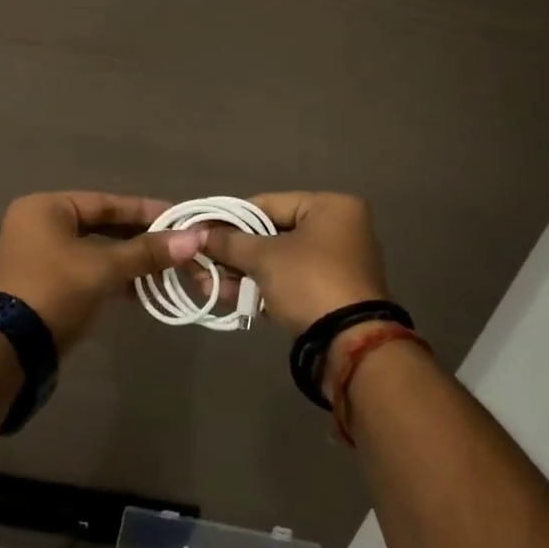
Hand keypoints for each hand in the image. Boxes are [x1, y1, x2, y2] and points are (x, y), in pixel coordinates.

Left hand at [0, 192, 208, 351]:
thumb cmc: (55, 291)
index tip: (180, 217)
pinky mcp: (43, 283)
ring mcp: (38, 255)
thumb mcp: (104, 268)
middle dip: (140, 238)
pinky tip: (141, 289)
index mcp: (46, 208)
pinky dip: (112, 276)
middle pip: (101, 225)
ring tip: (165, 269)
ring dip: (129, 260)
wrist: (9, 349)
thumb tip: (194, 239)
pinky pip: (86, 270)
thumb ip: (147, 252)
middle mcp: (38, 224)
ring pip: (95, 250)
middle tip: (177, 245)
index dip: (145, 211)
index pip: (106, 203)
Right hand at [199, 192, 388, 338]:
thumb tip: (198, 234)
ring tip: (207, 285)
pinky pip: (288, 282)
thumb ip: (229, 242)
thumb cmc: (309, 281)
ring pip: (277, 261)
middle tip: (200, 263)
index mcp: (330, 207)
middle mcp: (338, 229)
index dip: (228, 218)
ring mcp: (336, 264)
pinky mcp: (329, 295)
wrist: (350, 344)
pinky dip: (261, 288)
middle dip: (233, 252)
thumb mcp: (265, 257)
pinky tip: (230, 298)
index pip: (267, 203)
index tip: (199, 230)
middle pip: (270, 233)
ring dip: (241, 273)